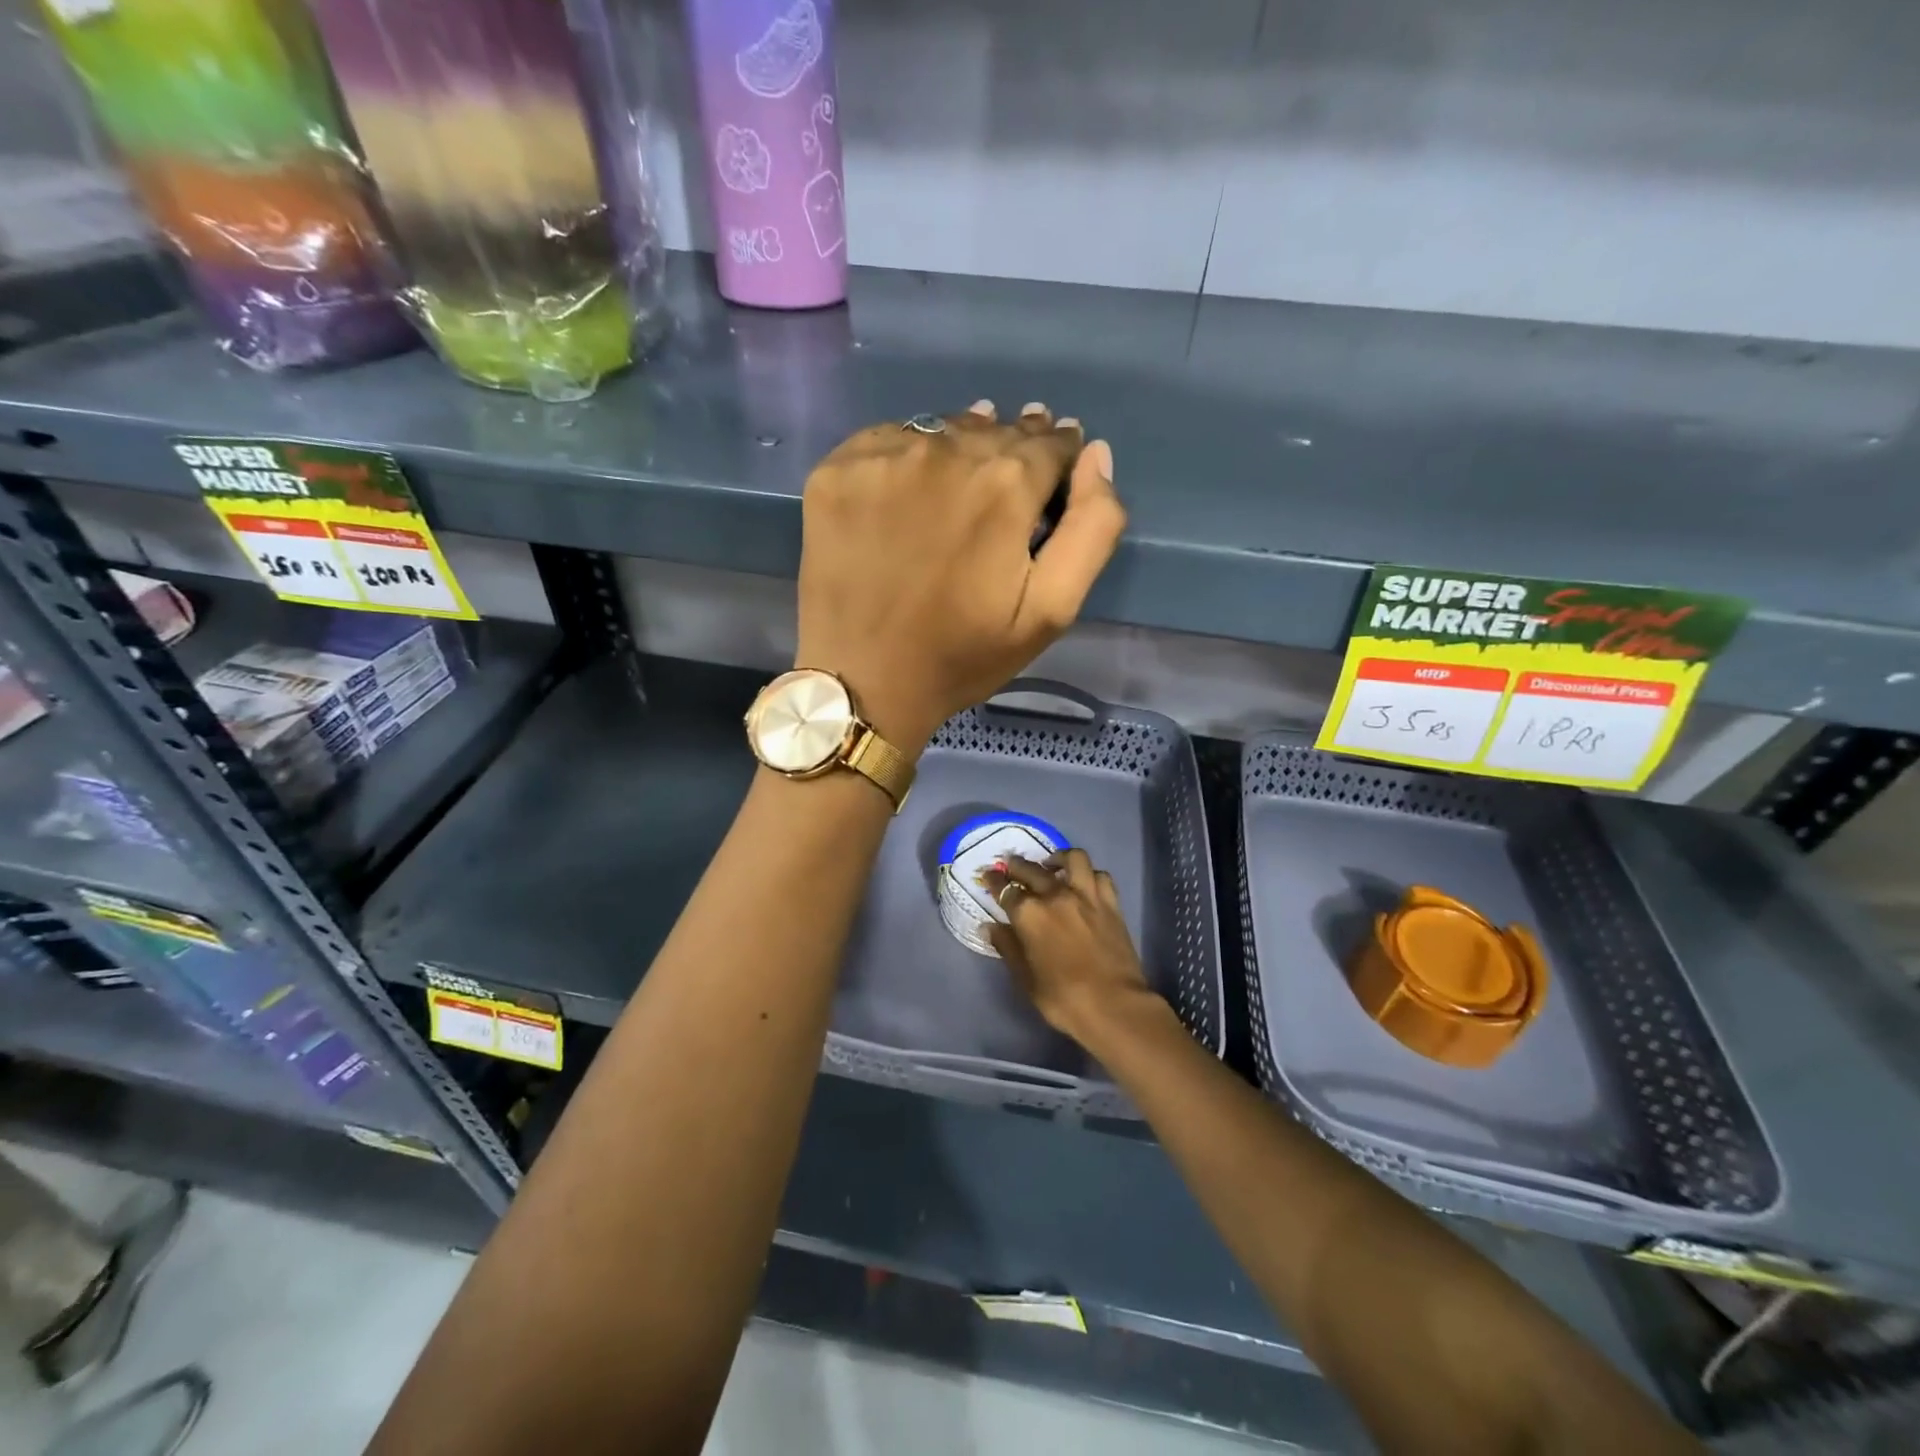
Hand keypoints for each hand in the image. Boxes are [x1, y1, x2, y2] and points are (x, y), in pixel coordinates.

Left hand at [796, 401, 1124, 753]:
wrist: (863, 681)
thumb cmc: (963, 654)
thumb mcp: (1051, 610)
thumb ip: (1091, 528)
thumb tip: (1095, 454)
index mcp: (1005, 484)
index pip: (1050, 444)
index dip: (1058, 460)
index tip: (1049, 483)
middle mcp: (944, 451)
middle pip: (995, 431)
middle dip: (1012, 452)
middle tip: (1005, 489)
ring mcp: (883, 457)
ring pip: (941, 431)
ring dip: (960, 449)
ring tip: (959, 486)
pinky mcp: (836, 470)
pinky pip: (887, 442)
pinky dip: (904, 459)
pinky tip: (905, 496)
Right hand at [980, 849, 1163, 1047]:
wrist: (1114, 1005)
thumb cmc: (1062, 997)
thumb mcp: (1025, 978)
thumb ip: (1007, 946)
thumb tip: (990, 927)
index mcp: (1029, 914)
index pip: (1005, 889)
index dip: (994, 881)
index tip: (989, 876)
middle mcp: (1056, 895)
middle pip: (1032, 869)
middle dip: (1018, 865)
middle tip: (1011, 865)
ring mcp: (1087, 896)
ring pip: (1073, 858)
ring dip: (1059, 857)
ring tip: (1052, 864)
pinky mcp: (1111, 903)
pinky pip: (1100, 876)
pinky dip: (1089, 874)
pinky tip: (1083, 882)